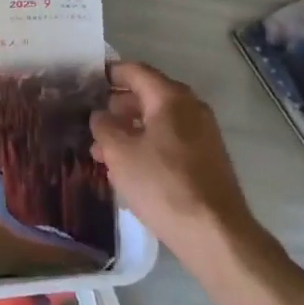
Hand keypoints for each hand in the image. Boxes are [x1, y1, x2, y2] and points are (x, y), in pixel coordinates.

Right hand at [91, 62, 255, 262]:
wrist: (215, 233)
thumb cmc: (162, 184)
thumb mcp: (120, 154)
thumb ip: (104, 127)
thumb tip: (100, 115)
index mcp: (170, 97)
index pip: (135, 71)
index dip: (111, 73)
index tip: (89, 79)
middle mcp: (190, 107)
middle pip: (148, 95)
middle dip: (118, 106)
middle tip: (93, 119)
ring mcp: (203, 133)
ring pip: (159, 121)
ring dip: (131, 130)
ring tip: (104, 151)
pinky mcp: (207, 158)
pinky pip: (171, 140)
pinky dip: (149, 145)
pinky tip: (130, 169)